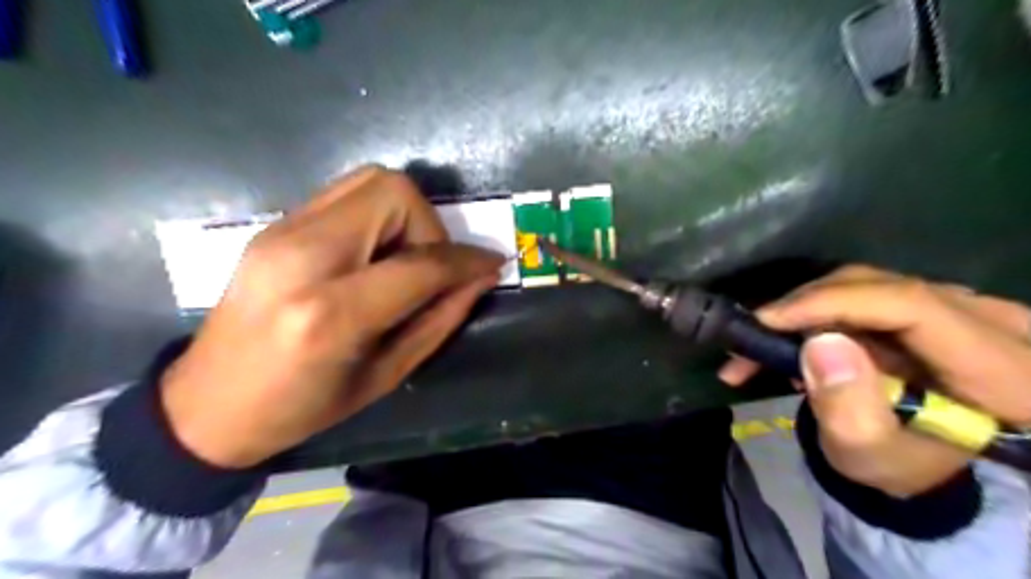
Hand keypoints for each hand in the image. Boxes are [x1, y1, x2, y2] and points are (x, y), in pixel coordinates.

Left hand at [158, 165, 505, 466]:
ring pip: (370, 181)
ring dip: (405, 216)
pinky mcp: (275, 224)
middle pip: (393, 192)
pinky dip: (378, 216)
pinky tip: (373, 255)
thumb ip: (439, 319)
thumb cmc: (303, 407)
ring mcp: (281, 231)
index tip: (492, 264)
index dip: (466, 261)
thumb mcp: (385, 376)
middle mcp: (303, 256)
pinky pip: (346, 195)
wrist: (207, 404)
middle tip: (430, 269)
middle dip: (430, 227)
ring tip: (402, 261)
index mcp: (331, 313)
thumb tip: (481, 277)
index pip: (420, 263)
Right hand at [718, 265, 1029, 495]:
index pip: (910, 305)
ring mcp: (961, 306)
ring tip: (759, 345)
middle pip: (879, 286)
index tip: (767, 321)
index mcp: (1003, 369)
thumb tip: (820, 344)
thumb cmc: (896, 466)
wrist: (917, 460)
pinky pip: (860, 291)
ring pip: (863, 283)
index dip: (831, 304)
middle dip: (805, 307)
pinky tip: (786, 337)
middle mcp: (993, 322)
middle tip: (752, 336)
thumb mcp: (869, 454)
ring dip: (802, 310)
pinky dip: (814, 311)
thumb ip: (848, 408)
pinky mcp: (928, 302)